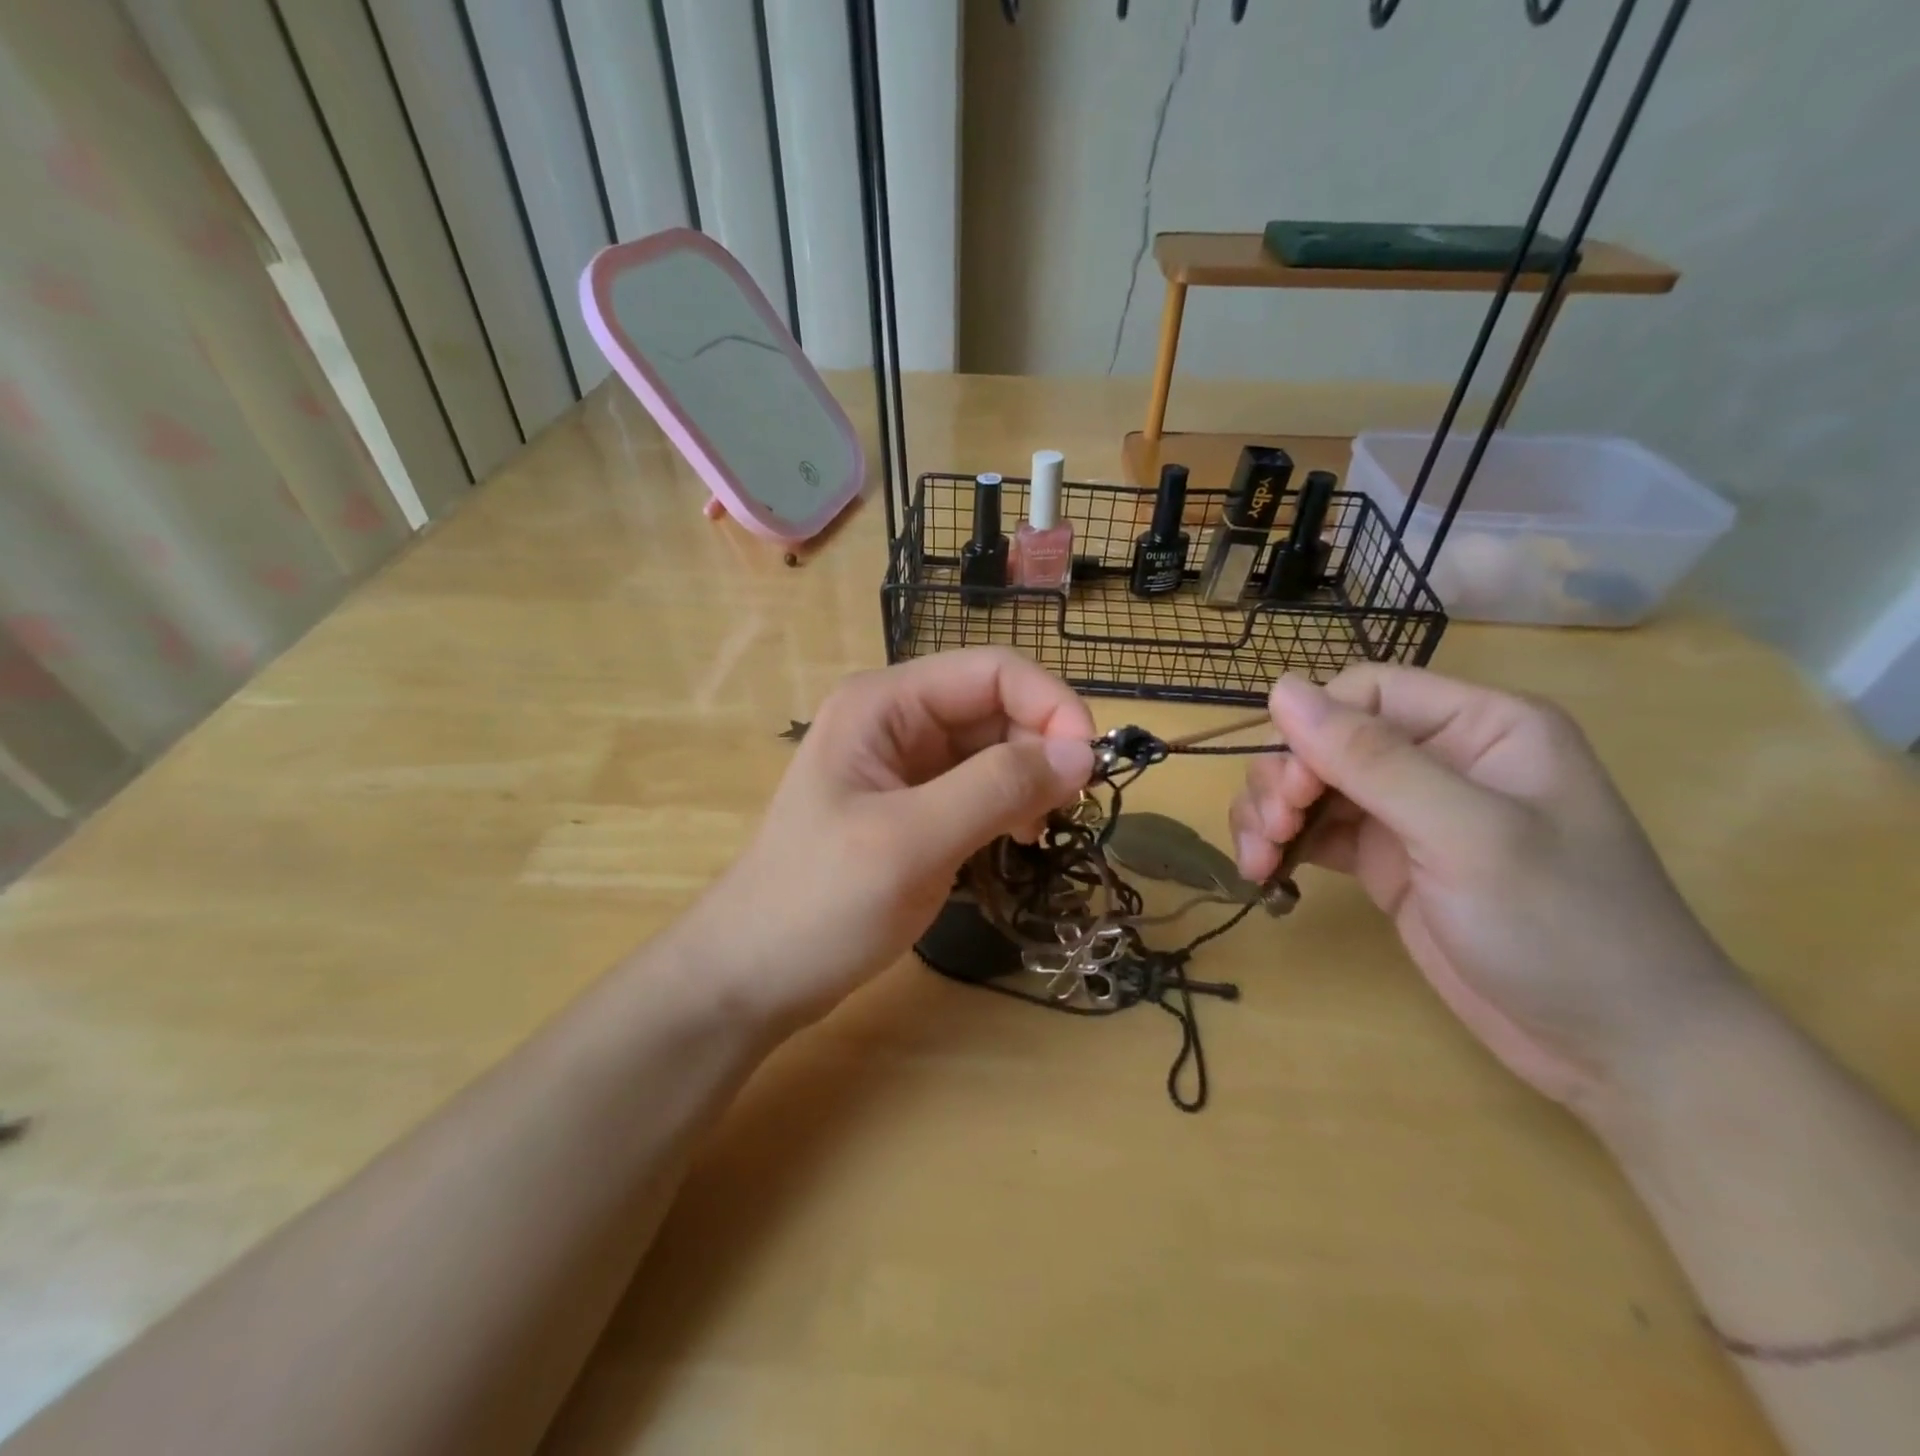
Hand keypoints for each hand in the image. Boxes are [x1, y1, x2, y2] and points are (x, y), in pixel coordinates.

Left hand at [675, 649, 1095, 1030]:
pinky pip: (978, 786)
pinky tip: (1015, 840)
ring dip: (1028, 780)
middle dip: (1041, 747)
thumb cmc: (822, 903)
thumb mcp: (914, 841)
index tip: (1090, 766)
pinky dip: (1008, 806)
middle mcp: (897, 719)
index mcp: (885, 703)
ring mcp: (903, 764)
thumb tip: (1083, 752)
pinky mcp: (912, 805)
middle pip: (996, 706)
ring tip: (1035, 832)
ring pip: (993, 748)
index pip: (992, 670)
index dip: (1050, 706)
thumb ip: (998, 788)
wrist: (754, 975)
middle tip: (1065, 810)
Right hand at [1229, 665, 1746, 1115]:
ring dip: (1270, 813)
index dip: (1312, 731)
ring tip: (1259, 861)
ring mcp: (1410, 812)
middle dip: (1283, 779)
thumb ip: (1371, 759)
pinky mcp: (1387, 861)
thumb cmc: (1562, 927)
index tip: (1291, 793)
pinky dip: (1282, 845)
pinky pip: (1315, 831)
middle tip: (1271, 834)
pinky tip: (1266, 875)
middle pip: (1326, 738)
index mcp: (1479, 726)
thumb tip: (1280, 689)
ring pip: (1310, 783)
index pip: (1364, 693)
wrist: (1616, 1052)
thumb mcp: (1466, 834)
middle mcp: (1440, 757)